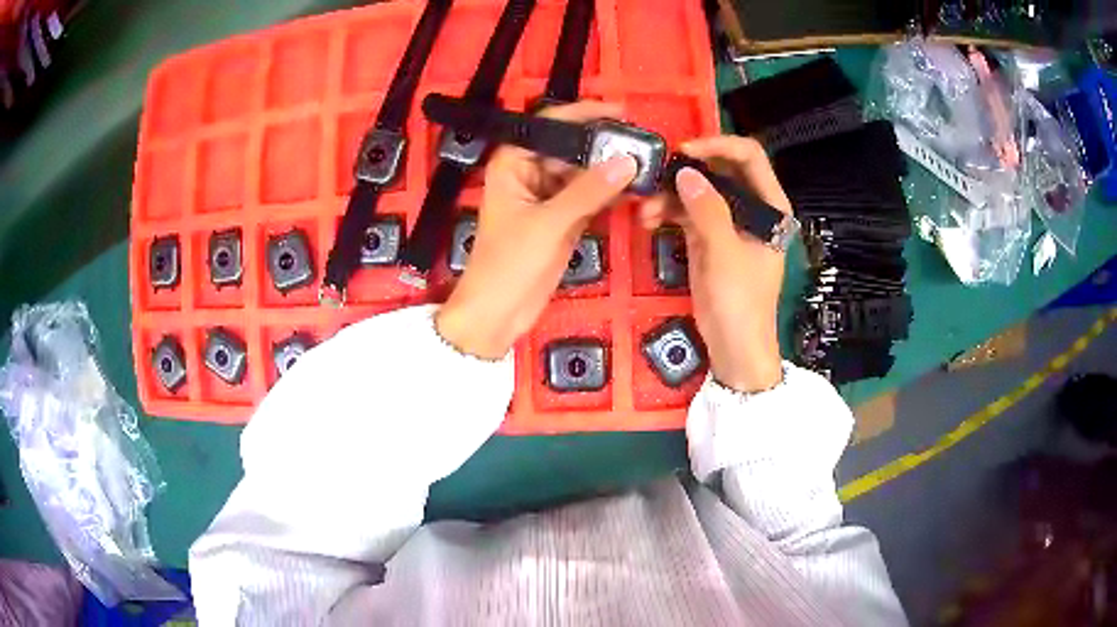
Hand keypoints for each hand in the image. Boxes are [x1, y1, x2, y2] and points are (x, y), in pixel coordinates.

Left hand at [436, 101, 637, 358]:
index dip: (583, 114)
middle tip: (643, 143)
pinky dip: (611, 195)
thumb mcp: (548, 223)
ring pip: (585, 173)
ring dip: (612, 172)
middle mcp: (531, 173)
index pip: (550, 125)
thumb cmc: (509, 263)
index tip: (620, 111)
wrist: (499, 313)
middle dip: (605, 146)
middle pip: (572, 148)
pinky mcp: (564, 219)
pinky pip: (591, 198)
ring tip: (647, 164)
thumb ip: (588, 191)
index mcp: (514, 163)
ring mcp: (550, 197)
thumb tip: (627, 162)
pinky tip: (636, 190)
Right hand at [640, 136, 791, 392]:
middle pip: (719, 169)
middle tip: (655, 175)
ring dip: (670, 195)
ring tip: (646, 211)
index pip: (749, 157)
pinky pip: (686, 213)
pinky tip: (649, 222)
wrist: (733, 349)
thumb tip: (684, 172)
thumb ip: (708, 211)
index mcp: (770, 207)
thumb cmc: (742, 303)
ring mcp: (727, 222)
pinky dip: (667, 213)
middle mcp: (751, 207)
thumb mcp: (726, 254)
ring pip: (698, 190)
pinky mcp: (707, 238)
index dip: (718, 145)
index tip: (684, 151)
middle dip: (686, 170)